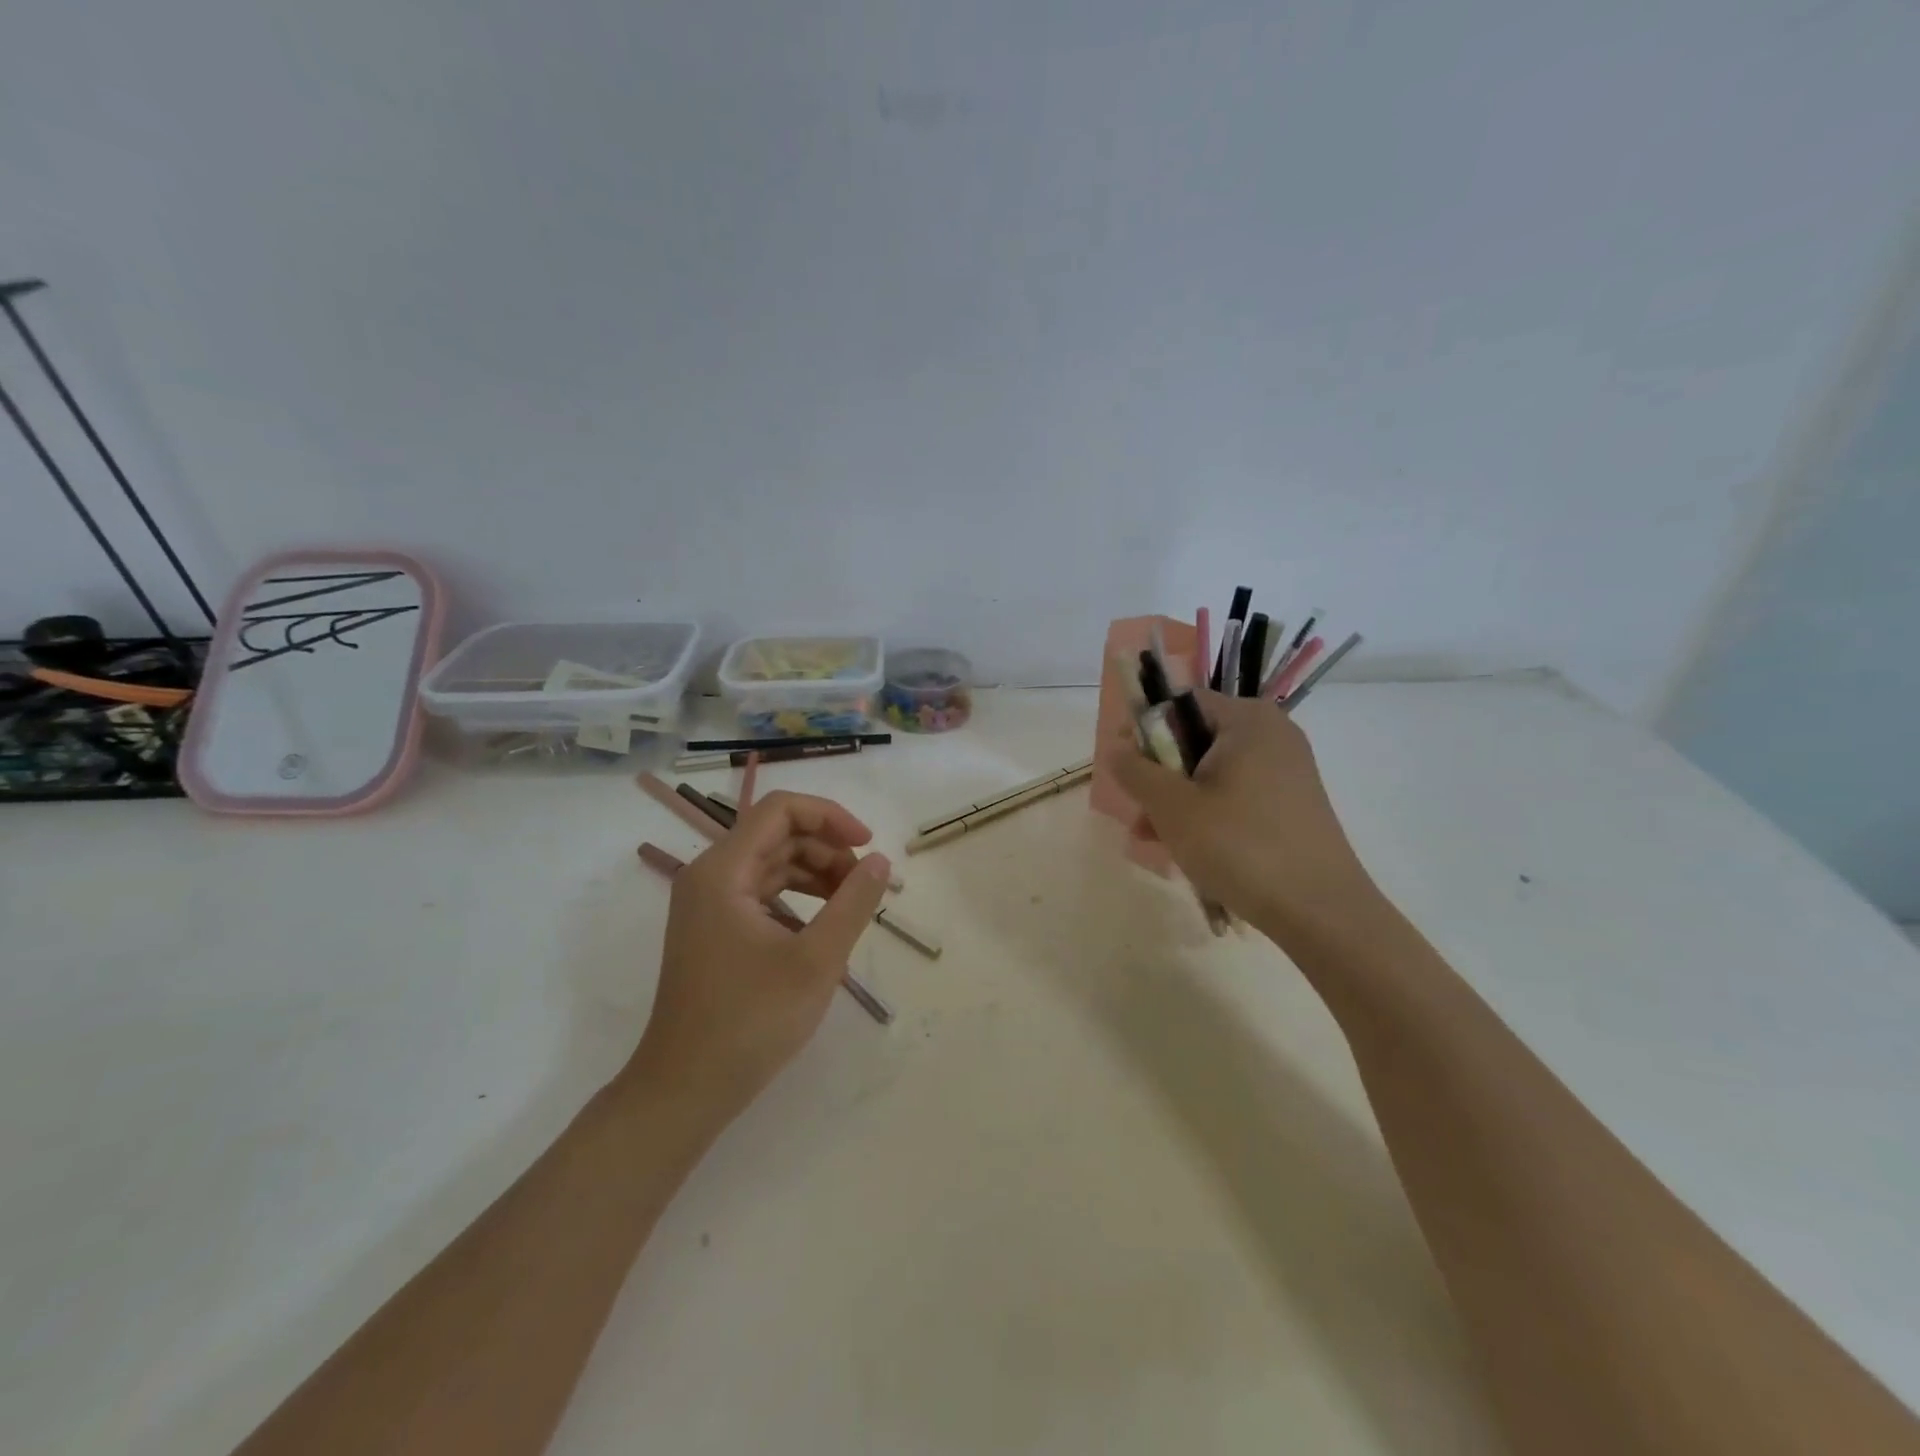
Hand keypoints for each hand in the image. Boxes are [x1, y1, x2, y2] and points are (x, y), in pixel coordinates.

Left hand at [626, 791, 891, 1126]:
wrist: (685, 1090)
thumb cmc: (750, 1022)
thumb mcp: (816, 961)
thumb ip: (853, 902)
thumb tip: (881, 860)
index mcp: (723, 871)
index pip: (780, 810)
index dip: (830, 816)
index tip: (868, 845)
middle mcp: (709, 876)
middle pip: (777, 835)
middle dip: (827, 849)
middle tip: (865, 884)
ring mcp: (708, 905)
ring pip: (771, 863)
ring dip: (815, 873)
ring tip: (852, 902)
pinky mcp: (714, 930)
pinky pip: (761, 892)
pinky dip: (797, 897)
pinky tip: (823, 923)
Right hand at [1103, 690, 1375, 935]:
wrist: (1320, 911)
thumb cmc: (1239, 846)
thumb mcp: (1172, 807)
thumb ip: (1136, 770)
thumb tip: (1116, 747)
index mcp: (1248, 720)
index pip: (1182, 703)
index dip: (1145, 730)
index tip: (1125, 767)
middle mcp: (1272, 736)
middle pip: (1195, 739)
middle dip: (1159, 774)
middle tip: (1138, 809)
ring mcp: (1286, 772)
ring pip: (1212, 773)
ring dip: (1177, 800)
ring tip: (1151, 838)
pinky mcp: (1291, 805)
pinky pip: (1235, 796)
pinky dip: (1207, 814)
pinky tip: (1184, 848)